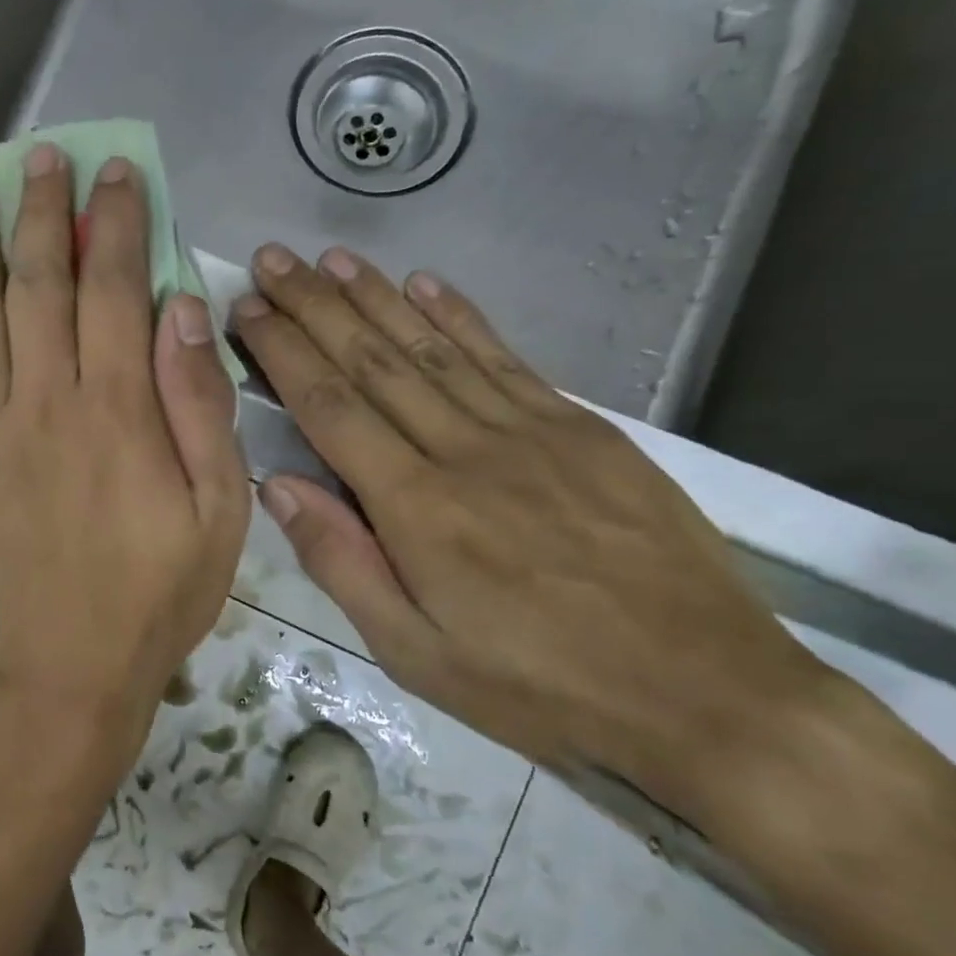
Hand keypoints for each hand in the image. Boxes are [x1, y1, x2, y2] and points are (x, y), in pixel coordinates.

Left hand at [0, 144, 249, 739]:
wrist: (66, 666)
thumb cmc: (158, 590)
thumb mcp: (219, 508)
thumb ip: (200, 404)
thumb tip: (182, 309)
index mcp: (117, 412)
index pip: (112, 289)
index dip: (115, 224)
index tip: (116, 173)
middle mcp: (45, 404)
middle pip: (38, 286)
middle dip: (42, 214)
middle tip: (39, 158)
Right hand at [232, 243, 829, 818]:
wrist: (707, 696)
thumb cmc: (539, 687)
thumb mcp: (416, 654)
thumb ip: (342, 562)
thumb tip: (278, 484)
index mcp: (417, 508)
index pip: (330, 407)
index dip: (284, 351)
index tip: (249, 310)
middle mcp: (465, 450)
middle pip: (374, 361)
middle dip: (315, 305)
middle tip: (273, 261)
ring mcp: (529, 432)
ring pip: (433, 347)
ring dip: (376, 297)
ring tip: (330, 259)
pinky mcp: (583, 430)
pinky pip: (505, 359)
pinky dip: (459, 317)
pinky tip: (425, 284)